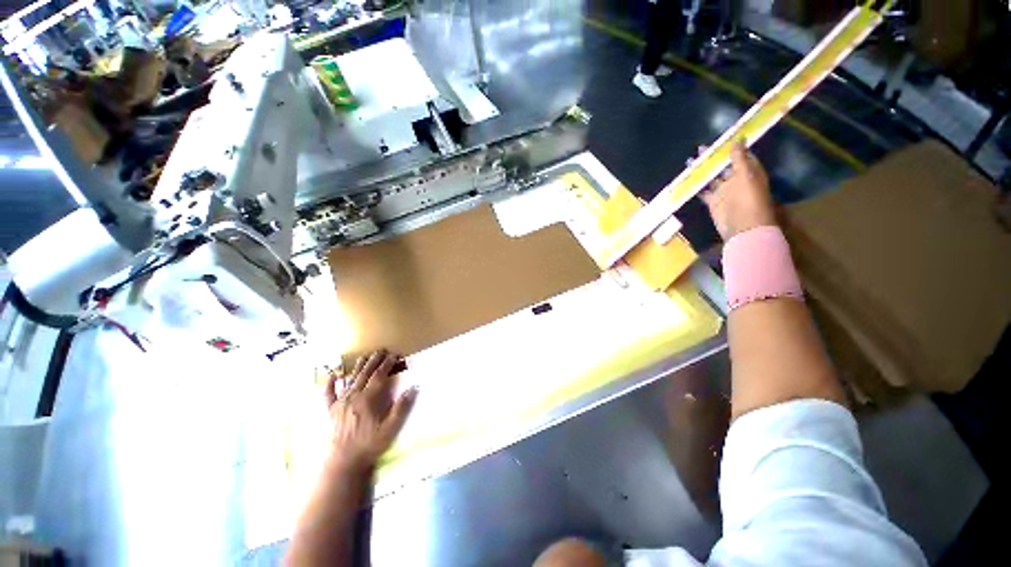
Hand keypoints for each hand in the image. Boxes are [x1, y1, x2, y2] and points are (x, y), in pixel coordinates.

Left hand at [324, 349, 416, 473]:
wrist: (342, 462)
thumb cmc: (368, 445)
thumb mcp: (390, 428)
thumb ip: (401, 407)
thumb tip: (414, 387)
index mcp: (368, 399)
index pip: (379, 376)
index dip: (387, 364)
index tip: (394, 355)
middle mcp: (353, 396)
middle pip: (365, 374)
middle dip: (374, 361)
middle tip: (381, 350)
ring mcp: (340, 403)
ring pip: (350, 380)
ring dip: (358, 367)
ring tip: (364, 356)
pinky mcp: (330, 411)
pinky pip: (329, 394)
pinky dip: (330, 384)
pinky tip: (333, 375)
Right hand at [699, 141, 775, 240]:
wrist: (742, 227)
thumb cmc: (748, 199)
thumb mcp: (745, 174)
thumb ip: (739, 158)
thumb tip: (737, 139)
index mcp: (749, 171)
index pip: (740, 155)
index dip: (730, 147)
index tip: (718, 140)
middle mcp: (737, 180)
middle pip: (723, 165)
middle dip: (712, 158)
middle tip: (699, 150)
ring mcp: (724, 191)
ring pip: (712, 177)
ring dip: (702, 171)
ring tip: (690, 163)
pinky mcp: (714, 202)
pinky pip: (704, 192)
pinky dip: (697, 186)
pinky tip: (688, 180)